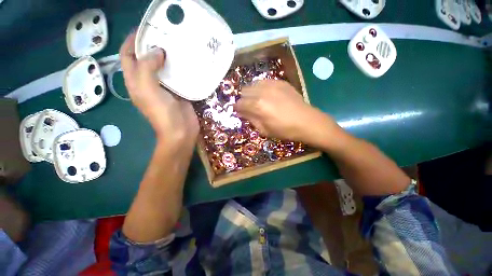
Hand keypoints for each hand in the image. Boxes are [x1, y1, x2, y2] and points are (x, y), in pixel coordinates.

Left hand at [119, 32, 198, 145]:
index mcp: (136, 82)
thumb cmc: (162, 114)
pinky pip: (177, 77)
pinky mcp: (179, 93)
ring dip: (167, 56)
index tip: (143, 30)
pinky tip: (187, 62)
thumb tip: (157, 51)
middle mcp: (148, 83)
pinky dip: (180, 68)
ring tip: (176, 45)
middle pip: (146, 60)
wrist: (181, 132)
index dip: (131, 42)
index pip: (128, 57)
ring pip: (163, 68)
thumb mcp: (148, 90)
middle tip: (163, 35)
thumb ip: (147, 68)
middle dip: (151, 46)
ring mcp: (165, 88)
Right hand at [235, 80, 340, 146]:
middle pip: (244, 91)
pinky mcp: (280, 82)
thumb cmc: (284, 130)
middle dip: (244, 99)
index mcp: (257, 106)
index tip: (239, 111)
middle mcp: (262, 92)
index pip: (239, 103)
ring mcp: (272, 84)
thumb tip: (242, 112)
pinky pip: (264, 81)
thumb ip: (251, 119)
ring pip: (252, 84)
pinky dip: (261, 88)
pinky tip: (267, 95)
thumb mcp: (264, 130)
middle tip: (249, 107)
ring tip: (257, 100)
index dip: (237, 108)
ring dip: (251, 92)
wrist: (306, 121)